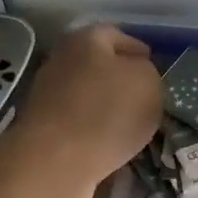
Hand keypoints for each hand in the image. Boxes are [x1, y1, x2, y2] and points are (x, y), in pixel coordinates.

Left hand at [14, 25, 161, 183]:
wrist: (55, 162)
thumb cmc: (107, 113)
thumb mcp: (148, 84)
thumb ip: (148, 72)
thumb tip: (137, 76)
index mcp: (86, 39)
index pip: (118, 36)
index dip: (139, 50)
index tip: (154, 68)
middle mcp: (62, 60)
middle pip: (98, 65)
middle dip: (121, 79)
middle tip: (145, 97)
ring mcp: (47, 95)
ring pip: (88, 95)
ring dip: (107, 107)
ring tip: (131, 125)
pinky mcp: (43, 128)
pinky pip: (78, 123)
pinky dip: (94, 130)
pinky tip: (110, 144)